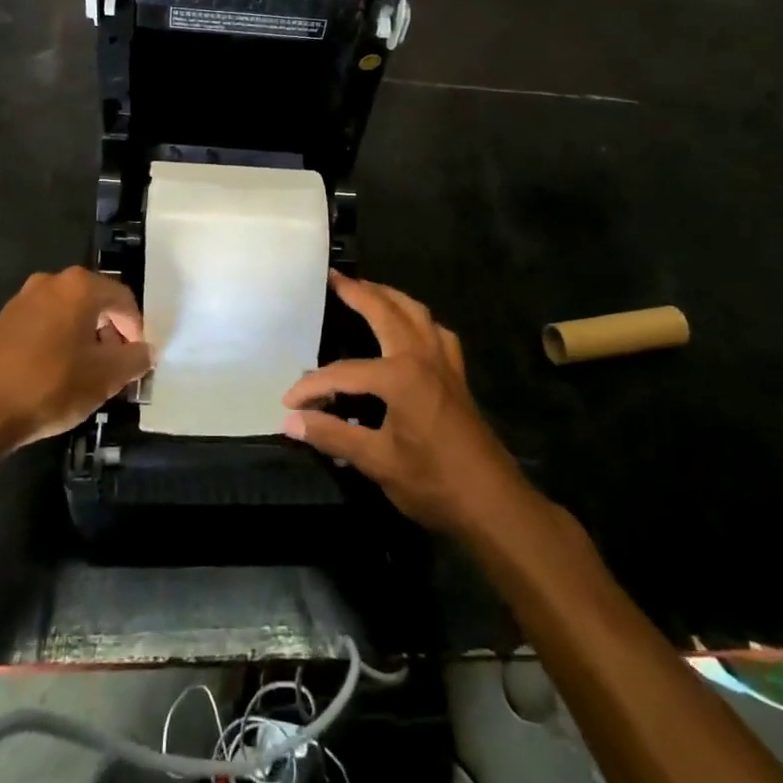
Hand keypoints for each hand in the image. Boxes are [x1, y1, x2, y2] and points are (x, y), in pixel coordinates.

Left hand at [0, 267, 151, 456]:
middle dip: (110, 331)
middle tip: (116, 364)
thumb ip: (135, 359)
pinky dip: (59, 341)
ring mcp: (22, 300)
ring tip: (88, 371)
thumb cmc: (50, 385)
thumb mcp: (106, 377)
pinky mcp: (2, 321)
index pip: (123, 299)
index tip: (136, 358)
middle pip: (95, 302)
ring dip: (84, 336)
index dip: (136, 328)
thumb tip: (146, 351)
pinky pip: (44, 323)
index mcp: (79, 287)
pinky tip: (57, 372)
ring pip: (68, 313)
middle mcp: (50, 282)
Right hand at [281, 273, 527, 536]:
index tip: (288, 403)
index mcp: (400, 375)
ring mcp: (445, 362)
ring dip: (390, 297)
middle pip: (386, 312)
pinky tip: (411, 328)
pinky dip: (419, 320)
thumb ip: (332, 435)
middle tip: (334, 278)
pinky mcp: (457, 375)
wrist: (494, 504)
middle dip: (358, 292)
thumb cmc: (433, 482)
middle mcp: (423, 356)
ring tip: (368, 290)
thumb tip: (290, 422)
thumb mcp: (377, 462)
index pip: (343, 373)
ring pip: (416, 313)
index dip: (312, 387)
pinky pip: (436, 332)